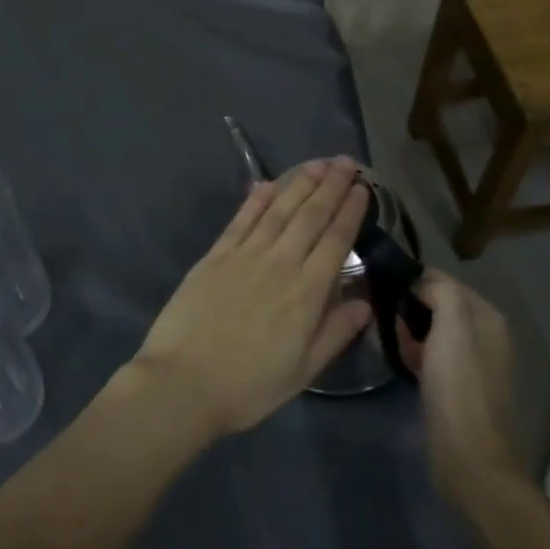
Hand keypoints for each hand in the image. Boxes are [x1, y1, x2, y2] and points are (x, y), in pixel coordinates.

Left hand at [130, 159, 371, 438]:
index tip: (363, 188)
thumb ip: (335, 333)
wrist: (184, 382)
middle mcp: (280, 263)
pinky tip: (268, 183)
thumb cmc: (248, 385)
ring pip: (278, 209)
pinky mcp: (216, 255)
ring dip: (299, 183)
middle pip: (310, 216)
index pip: (335, 241)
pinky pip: (241, 219)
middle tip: (346, 163)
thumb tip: (365, 302)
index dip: (350, 211)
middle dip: (331, 186)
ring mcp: (245, 255)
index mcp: (306, 293)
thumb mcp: (302, 371)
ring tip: (317, 164)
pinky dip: (257, 199)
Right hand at [396, 270, 529, 510]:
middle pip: (436, 303)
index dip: (413, 280)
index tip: (382, 286)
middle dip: (409, 305)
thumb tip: (418, 281)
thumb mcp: (451, 326)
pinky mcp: (455, 387)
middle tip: (382, 313)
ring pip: (430, 329)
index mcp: (486, 316)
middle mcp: (483, 335)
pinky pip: (429, 355)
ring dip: (408, 329)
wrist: (469, 459)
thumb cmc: (459, 387)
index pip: (442, 279)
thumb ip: (439, 290)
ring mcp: (470, 363)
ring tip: (386, 335)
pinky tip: (399, 358)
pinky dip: (413, 351)